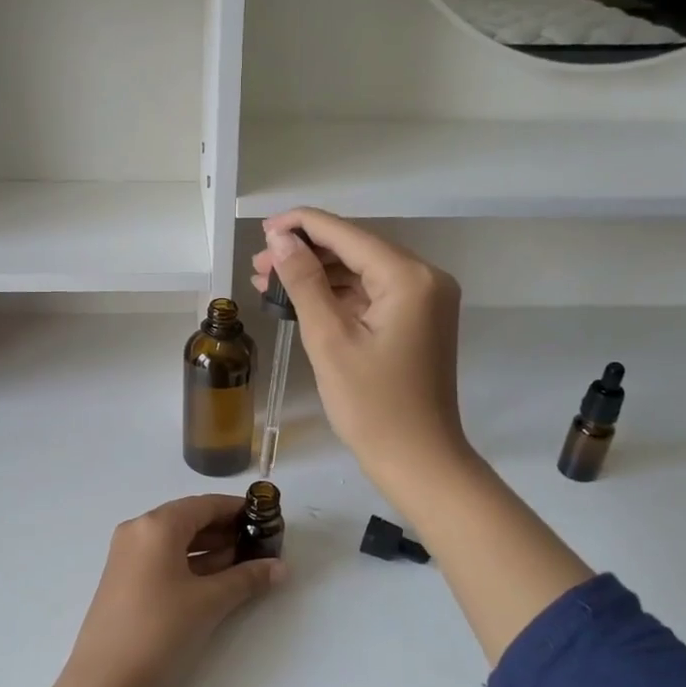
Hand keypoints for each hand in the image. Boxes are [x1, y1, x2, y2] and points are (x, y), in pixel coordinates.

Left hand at [29, 495, 283, 686]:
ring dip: (210, 549)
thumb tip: (280, 567)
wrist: (104, 684)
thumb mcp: (209, 602)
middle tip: (261, 544)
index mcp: (157, 525)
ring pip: (176, 541)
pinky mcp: (124, 580)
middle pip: (189, 520)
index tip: (267, 519)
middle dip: (226, 530)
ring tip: (246, 563)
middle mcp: (138, 531)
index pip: (205, 504)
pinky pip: (164, 559)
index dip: (237, 510)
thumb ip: (246, 579)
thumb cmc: (160, 630)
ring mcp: (127, 556)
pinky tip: (217, 579)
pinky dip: (191, 564)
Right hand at [250, 209, 471, 503]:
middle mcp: (426, 279)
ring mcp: (426, 301)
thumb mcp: (330, 339)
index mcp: (409, 277)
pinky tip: (304, 301)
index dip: (302, 226)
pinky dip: (340, 296)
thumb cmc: (372, 405)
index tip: (262, 230)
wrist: (418, 460)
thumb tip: (281, 239)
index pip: (348, 235)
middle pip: (357, 250)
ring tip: (270, 283)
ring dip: (320, 275)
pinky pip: (374, 295)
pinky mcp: (419, 322)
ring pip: (363, 273)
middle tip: (259, 268)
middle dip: (307, 253)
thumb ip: (304, 282)